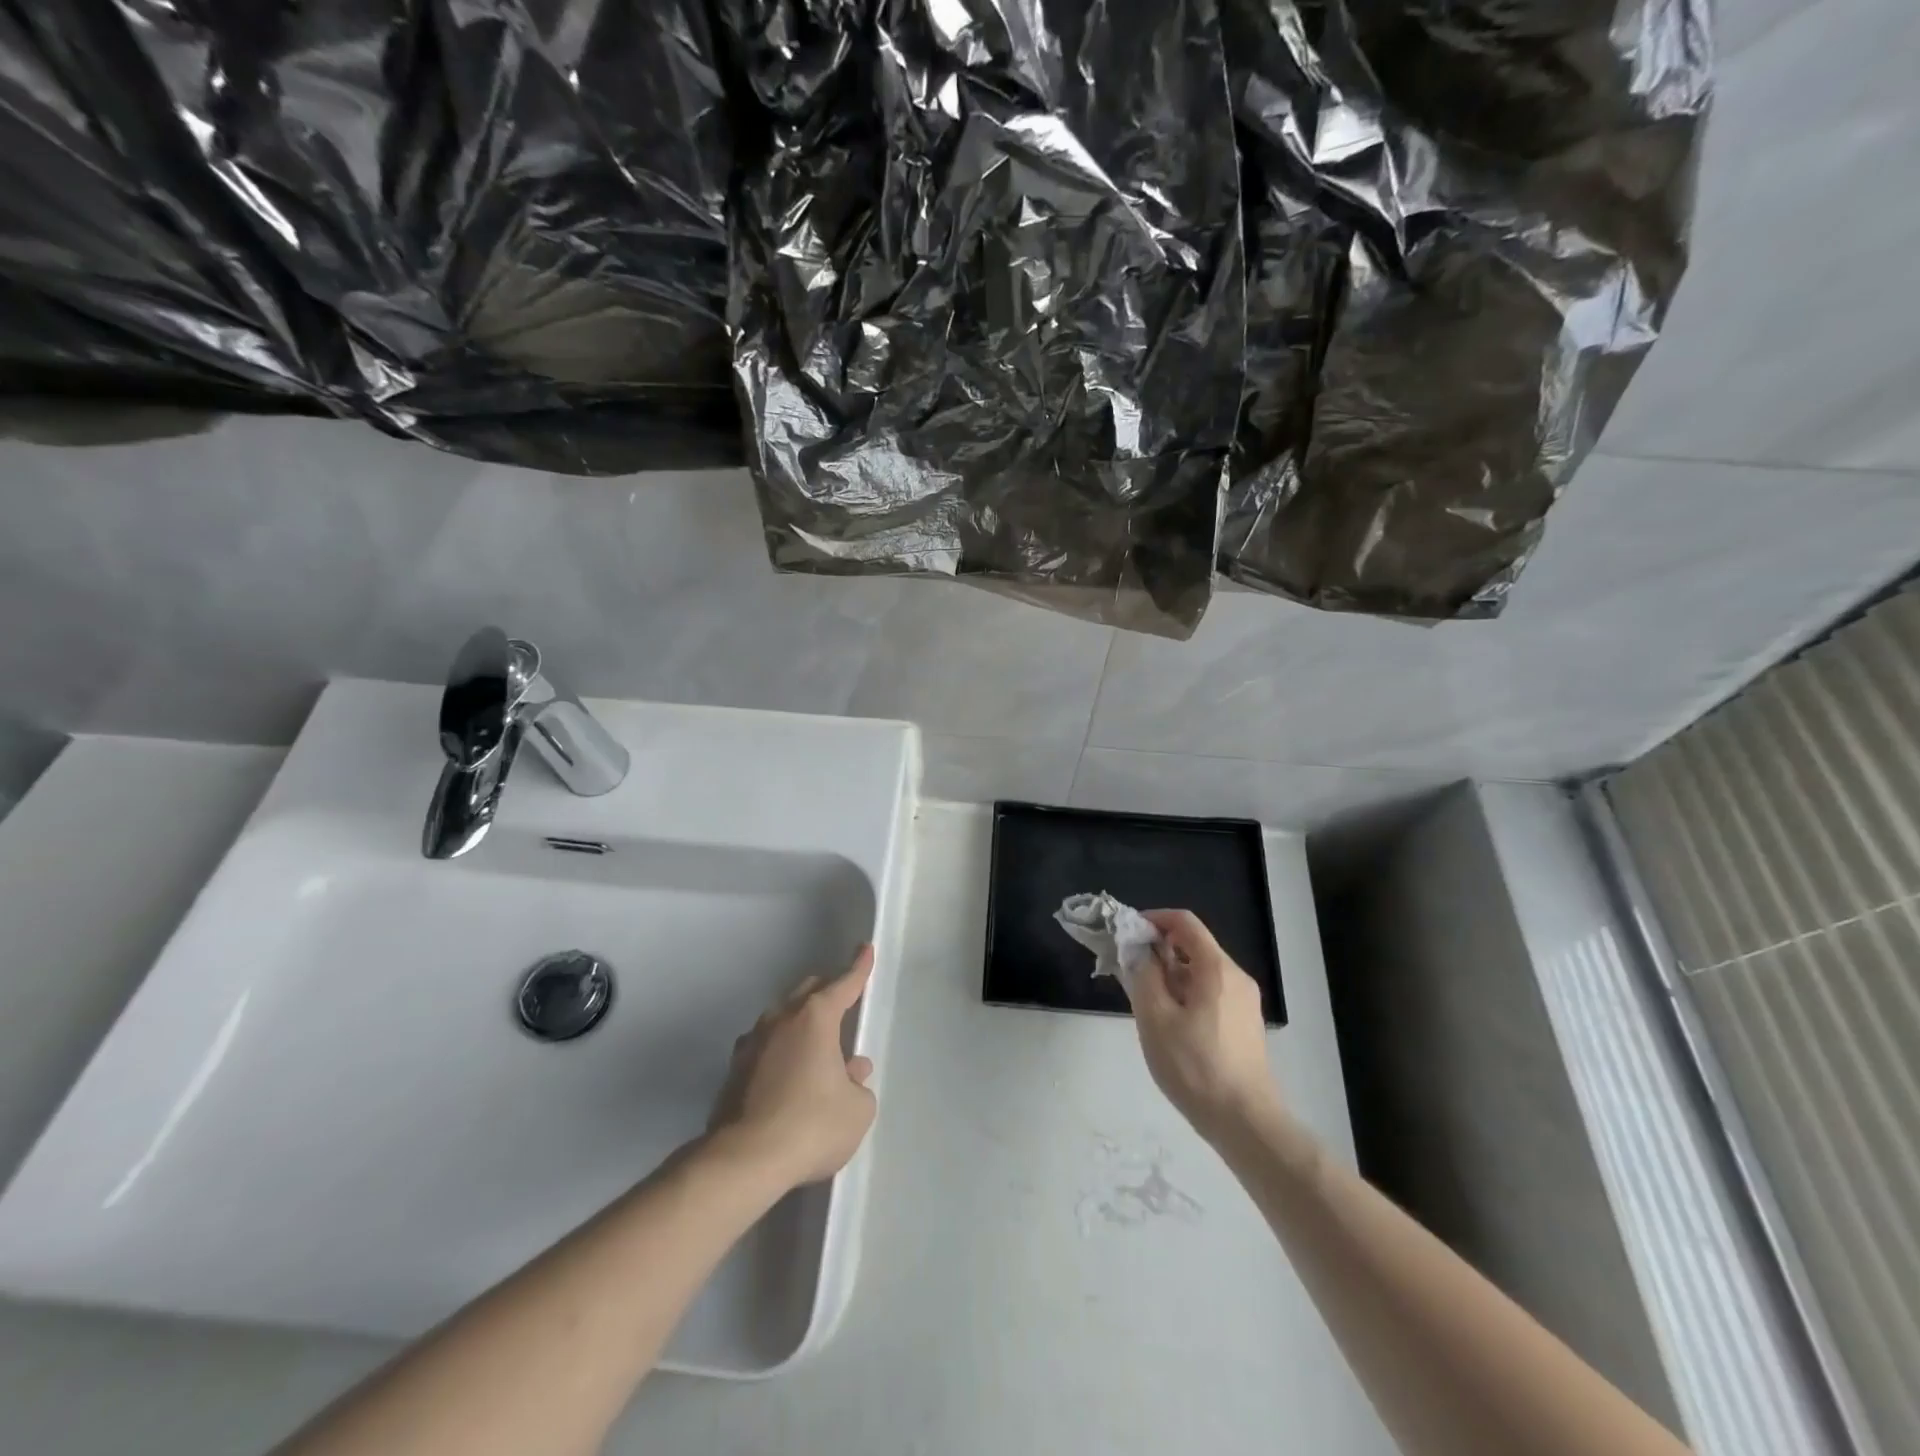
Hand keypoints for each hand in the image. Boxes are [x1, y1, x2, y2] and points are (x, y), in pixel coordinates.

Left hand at [707, 945, 878, 1189]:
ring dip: (801, 1023)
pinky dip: (780, 1050)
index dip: (858, 968)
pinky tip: (787, 1073)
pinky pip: (765, 1046)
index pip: (843, 984)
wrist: (744, 1160)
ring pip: (782, 1017)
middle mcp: (781, 1020)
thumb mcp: (856, 1110)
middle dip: (827, 991)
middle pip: (807, 992)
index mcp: (815, 1018)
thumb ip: (858, 1085)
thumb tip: (851, 1071)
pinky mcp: (734, 1071)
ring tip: (816, 1046)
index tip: (865, 949)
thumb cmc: (811, 1126)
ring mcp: (752, 1043)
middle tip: (842, 1001)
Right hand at [1124, 910, 1281, 1141]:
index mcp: (1216, 968)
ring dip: (1171, 976)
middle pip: (1193, 946)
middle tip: (1131, 973)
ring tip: (1146, 1004)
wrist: (1245, 1122)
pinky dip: (1186, 994)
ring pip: (1201, 972)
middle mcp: (1236, 977)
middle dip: (1159, 951)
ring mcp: (1244, 1002)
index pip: (1185, 922)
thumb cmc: (1195, 1066)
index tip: (1128, 934)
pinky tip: (1171, 1025)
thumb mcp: (1155, 1018)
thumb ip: (1143, 975)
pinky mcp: (1245, 1024)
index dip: (1154, 919)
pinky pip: (1211, 993)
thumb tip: (1139, 950)